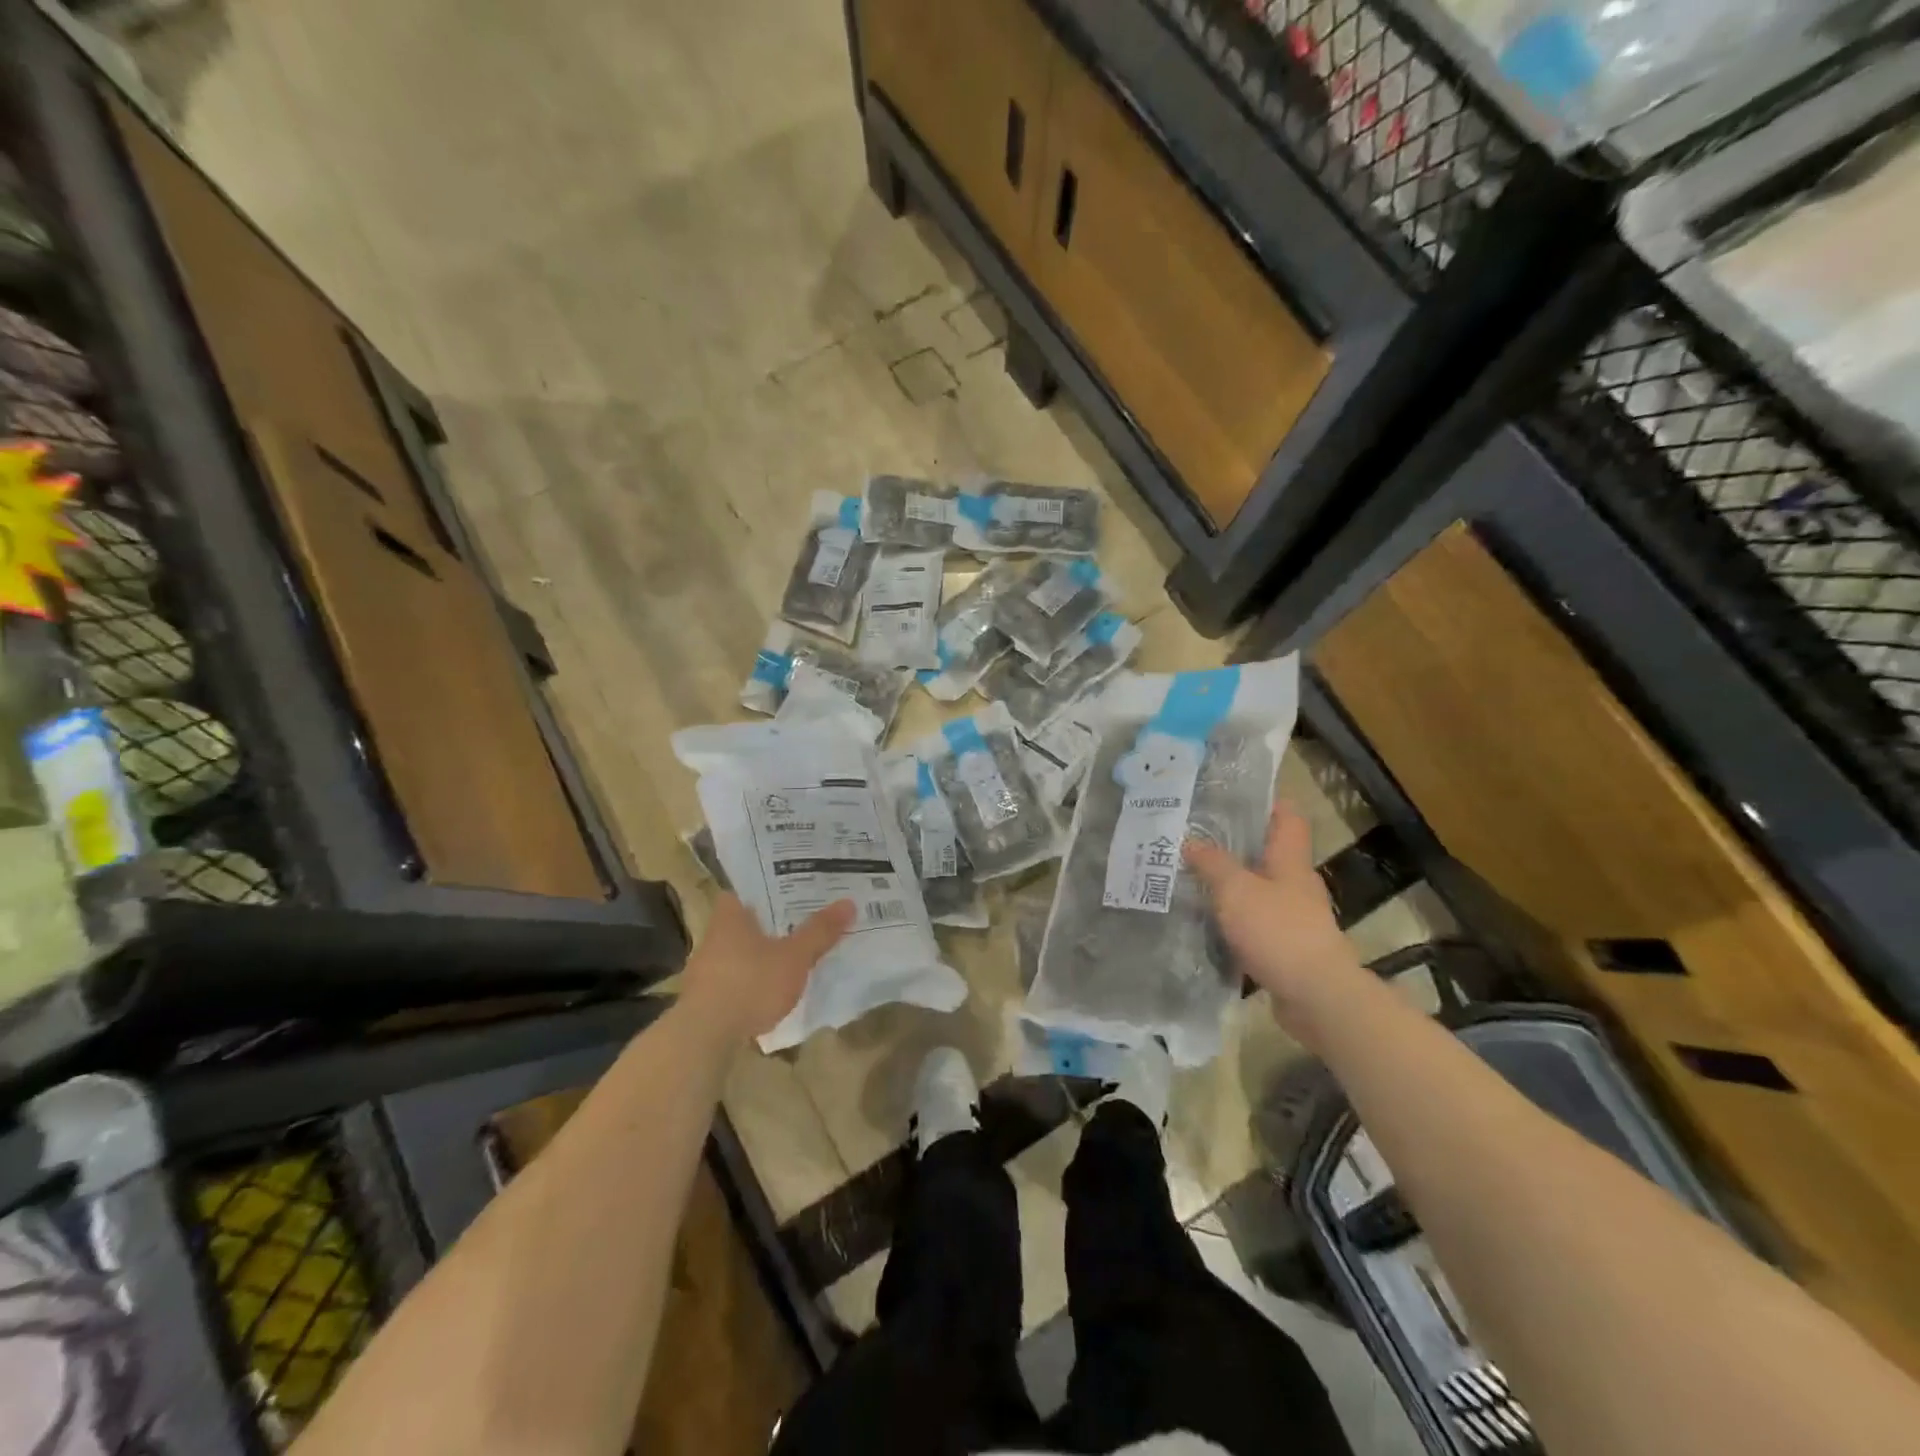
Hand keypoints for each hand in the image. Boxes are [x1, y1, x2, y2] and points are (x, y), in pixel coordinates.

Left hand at [677, 894, 854, 1045]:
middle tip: (799, 919)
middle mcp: (713, 937)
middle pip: (742, 921)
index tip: (789, 887)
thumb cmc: (750, 984)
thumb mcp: (794, 957)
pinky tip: (769, 989)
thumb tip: (848, 902)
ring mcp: (705, 969)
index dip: (764, 887)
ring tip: (789, 954)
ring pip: (738, 951)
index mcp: (730, 917)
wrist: (705, 1037)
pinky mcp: (704, 999)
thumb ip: (819, 931)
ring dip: (759, 953)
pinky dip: (750, 979)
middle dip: (768, 922)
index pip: (743, 889)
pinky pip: (733, 978)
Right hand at [1184, 801, 1365, 1038]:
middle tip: (1195, 836)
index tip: (1231, 795)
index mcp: (1290, 860)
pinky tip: (1206, 920)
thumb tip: (1190, 841)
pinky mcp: (1286, 946)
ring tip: (1191, 876)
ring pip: (1258, 888)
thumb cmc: (1278, 931)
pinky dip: (1233, 917)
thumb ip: (1212, 864)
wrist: (1316, 996)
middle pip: (1268, 852)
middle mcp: (1295, 883)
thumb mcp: (1236, 890)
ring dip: (1230, 883)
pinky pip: (1255, 921)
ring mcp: (1293, 916)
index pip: (1287, 816)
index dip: (1265, 801)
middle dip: (1234, 843)